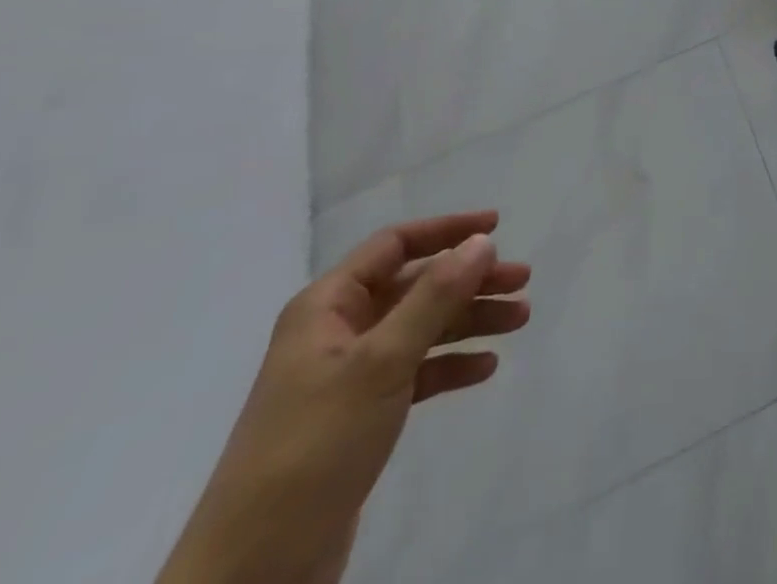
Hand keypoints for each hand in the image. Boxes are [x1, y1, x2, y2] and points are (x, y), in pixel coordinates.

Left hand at [157, 212, 531, 583]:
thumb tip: (482, 242)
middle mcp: (337, 331)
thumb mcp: (381, 362)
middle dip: (470, 281)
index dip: (447, 230)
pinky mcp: (360, 417)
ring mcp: (348, 376)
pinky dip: (450, 365)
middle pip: (416, 286)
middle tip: (522, 282)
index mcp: (327, 307)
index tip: (498, 227)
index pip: (395, 245)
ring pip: (422, 328)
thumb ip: (435, 297)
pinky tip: (485, 368)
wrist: (253, 573)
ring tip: (519, 320)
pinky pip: (416, 372)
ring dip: (469, 320)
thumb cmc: (314, 446)